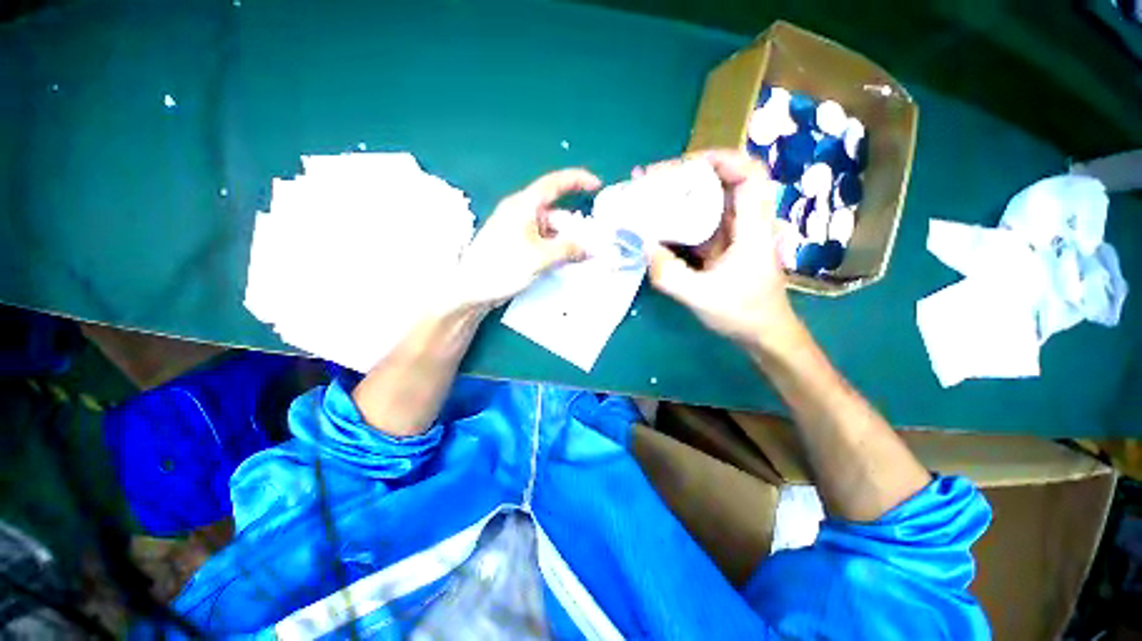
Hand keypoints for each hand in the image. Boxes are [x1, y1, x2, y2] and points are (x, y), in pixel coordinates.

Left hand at [456, 168, 601, 307]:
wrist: (473, 289)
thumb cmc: (503, 266)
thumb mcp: (540, 257)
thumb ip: (568, 250)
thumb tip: (591, 249)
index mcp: (524, 205)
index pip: (554, 183)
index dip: (577, 180)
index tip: (597, 186)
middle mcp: (521, 213)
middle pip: (556, 213)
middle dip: (575, 227)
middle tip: (593, 244)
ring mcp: (518, 230)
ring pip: (551, 230)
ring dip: (567, 242)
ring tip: (582, 258)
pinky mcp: (517, 246)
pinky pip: (543, 242)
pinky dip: (556, 250)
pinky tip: (566, 263)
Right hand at [644, 150, 796, 347]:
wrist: (763, 334)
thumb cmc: (742, 314)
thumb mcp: (701, 297)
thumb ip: (670, 274)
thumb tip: (645, 246)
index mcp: (752, 228)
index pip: (749, 174)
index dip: (721, 159)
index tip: (683, 164)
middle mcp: (745, 223)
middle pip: (722, 181)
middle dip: (687, 174)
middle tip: (651, 180)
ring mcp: (732, 235)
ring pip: (708, 201)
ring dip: (679, 194)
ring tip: (647, 195)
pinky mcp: (720, 247)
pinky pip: (698, 223)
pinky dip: (677, 218)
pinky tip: (656, 222)